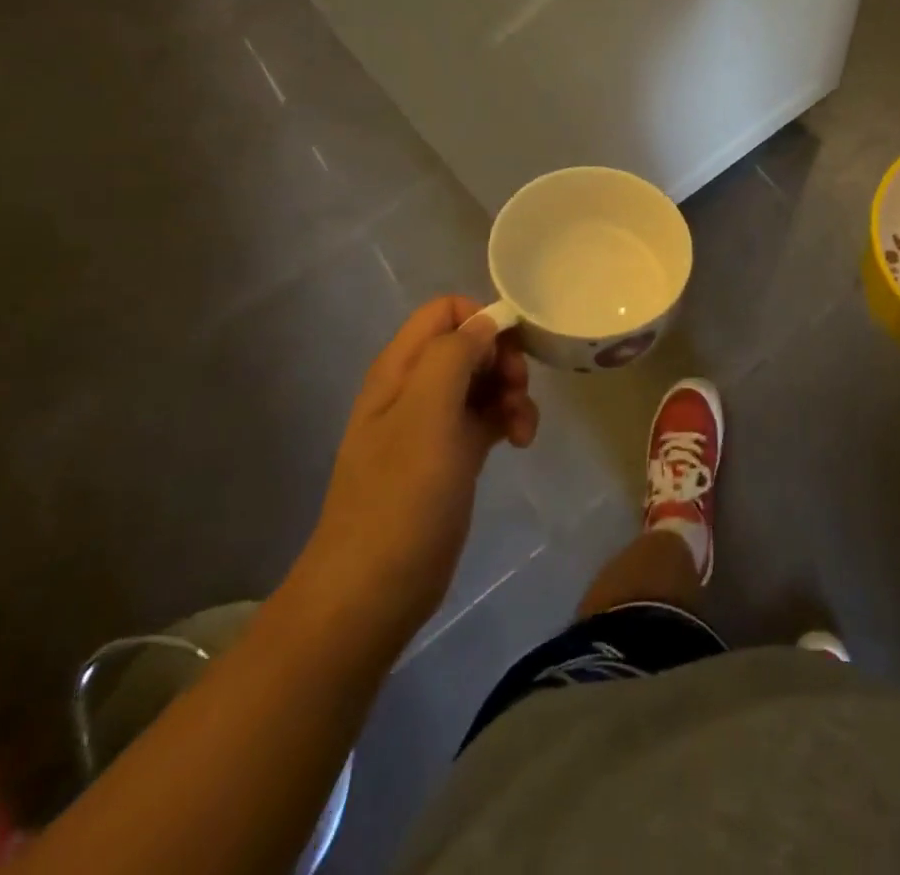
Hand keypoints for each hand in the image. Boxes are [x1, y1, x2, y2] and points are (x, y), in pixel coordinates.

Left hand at [299, 297, 535, 630]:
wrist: (375, 588)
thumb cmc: (401, 495)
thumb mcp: (427, 413)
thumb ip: (454, 355)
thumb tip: (484, 322)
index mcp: (401, 368)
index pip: (445, 311)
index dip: (482, 320)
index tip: (510, 351)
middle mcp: (415, 387)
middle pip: (470, 344)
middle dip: (503, 359)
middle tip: (517, 390)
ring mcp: (433, 423)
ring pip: (483, 381)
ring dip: (512, 392)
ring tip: (523, 427)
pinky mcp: (451, 454)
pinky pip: (487, 416)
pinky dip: (508, 420)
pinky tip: (521, 442)